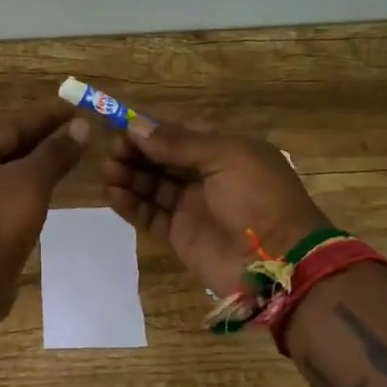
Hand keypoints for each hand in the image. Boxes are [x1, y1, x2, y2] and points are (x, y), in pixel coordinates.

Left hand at [0, 108, 90, 316]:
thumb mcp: (31, 181)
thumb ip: (55, 153)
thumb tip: (80, 125)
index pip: (13, 127)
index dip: (46, 119)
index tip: (76, 112)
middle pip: (6, 151)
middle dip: (40, 143)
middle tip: (75, 137)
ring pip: (5, 178)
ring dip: (33, 170)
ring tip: (63, 166)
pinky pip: (3, 203)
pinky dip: (25, 196)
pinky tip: (42, 202)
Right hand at [101, 123, 329, 296]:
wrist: (279, 261)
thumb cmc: (259, 197)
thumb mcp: (227, 156)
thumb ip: (179, 142)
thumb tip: (135, 126)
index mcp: (224, 150)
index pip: (179, 132)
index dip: (151, 129)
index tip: (122, 126)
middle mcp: (206, 175)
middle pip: (161, 158)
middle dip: (135, 152)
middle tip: (111, 151)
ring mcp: (191, 206)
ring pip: (151, 185)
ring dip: (129, 175)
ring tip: (108, 171)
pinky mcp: (179, 234)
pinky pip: (149, 214)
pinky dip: (130, 204)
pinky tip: (113, 194)